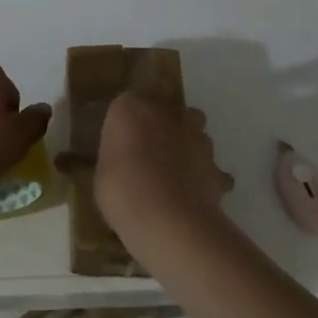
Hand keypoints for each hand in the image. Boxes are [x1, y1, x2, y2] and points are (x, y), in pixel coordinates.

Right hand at [93, 89, 233, 250]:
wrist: (167, 219)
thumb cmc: (121, 190)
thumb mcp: (102, 174)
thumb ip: (114, 158)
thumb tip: (118, 163)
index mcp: (131, 107)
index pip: (132, 98)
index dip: (131, 116)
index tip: (125, 135)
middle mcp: (167, 112)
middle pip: (169, 107)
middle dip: (164, 123)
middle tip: (150, 148)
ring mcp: (196, 137)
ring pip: (195, 130)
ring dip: (187, 143)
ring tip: (174, 170)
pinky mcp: (215, 165)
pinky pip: (211, 167)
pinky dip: (206, 175)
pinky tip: (195, 193)